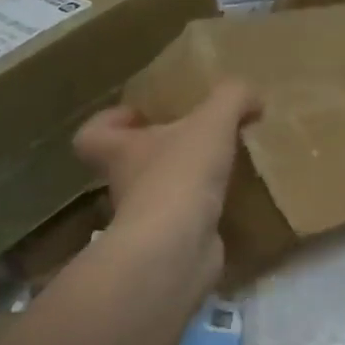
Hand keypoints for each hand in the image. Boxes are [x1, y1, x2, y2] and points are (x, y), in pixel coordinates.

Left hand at [72, 81, 259, 294]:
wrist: (178, 247)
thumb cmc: (181, 174)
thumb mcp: (212, 122)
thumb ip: (231, 98)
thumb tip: (252, 96)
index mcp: (121, 151)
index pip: (92, 135)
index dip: (110, 121)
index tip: (140, 114)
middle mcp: (126, 185)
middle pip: (130, 164)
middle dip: (159, 152)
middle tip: (195, 139)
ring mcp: (146, 219)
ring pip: (159, 194)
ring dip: (184, 182)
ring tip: (222, 168)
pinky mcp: (171, 244)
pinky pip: (186, 222)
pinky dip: (204, 212)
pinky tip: (232, 200)